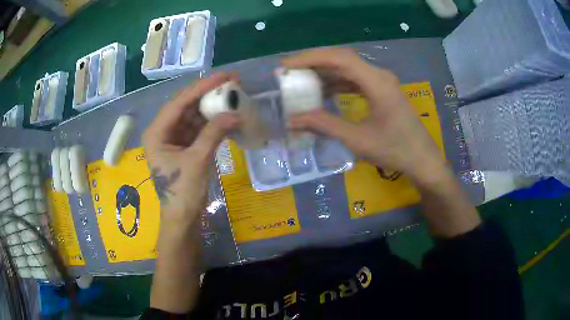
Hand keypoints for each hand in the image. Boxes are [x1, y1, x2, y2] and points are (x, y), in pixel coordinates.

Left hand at [142, 73, 239, 224]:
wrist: (183, 218)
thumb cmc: (183, 192)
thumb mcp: (198, 161)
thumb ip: (214, 133)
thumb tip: (235, 113)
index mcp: (157, 132)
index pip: (179, 102)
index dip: (202, 87)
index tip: (223, 76)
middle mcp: (163, 131)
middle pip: (186, 106)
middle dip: (208, 94)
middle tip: (231, 82)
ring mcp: (174, 139)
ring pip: (194, 116)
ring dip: (212, 108)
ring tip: (232, 97)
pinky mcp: (184, 147)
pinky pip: (199, 129)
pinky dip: (213, 124)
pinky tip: (227, 116)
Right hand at [284, 48, 446, 184]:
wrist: (422, 159)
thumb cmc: (395, 151)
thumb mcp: (358, 140)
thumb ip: (325, 125)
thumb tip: (293, 119)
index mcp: (377, 83)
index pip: (339, 58)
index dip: (310, 58)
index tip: (286, 66)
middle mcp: (379, 75)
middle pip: (342, 59)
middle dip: (313, 64)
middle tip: (289, 73)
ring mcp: (381, 82)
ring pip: (347, 69)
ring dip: (324, 74)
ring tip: (301, 83)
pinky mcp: (381, 90)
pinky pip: (355, 80)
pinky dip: (337, 84)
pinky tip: (323, 93)